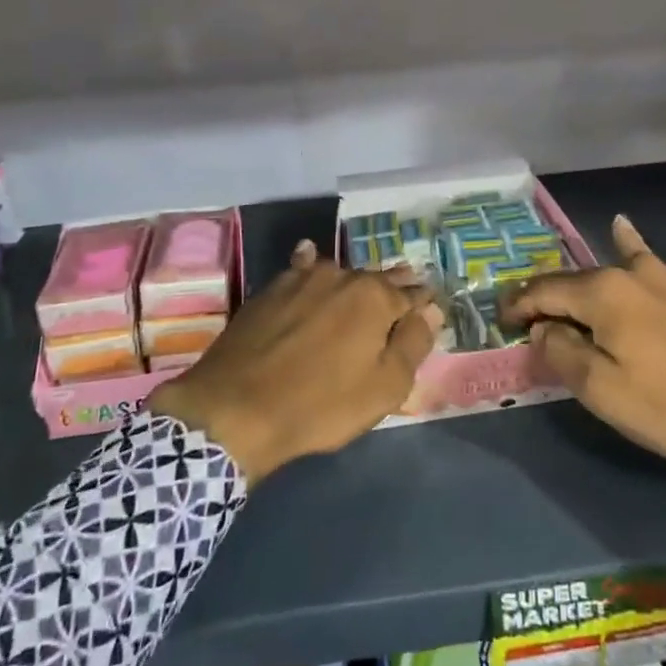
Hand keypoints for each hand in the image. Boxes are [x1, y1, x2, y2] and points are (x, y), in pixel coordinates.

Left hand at [151, 241, 438, 483]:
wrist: (234, 409)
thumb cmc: (319, 405)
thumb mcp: (383, 387)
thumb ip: (413, 344)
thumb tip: (431, 310)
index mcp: (375, 298)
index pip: (412, 294)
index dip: (423, 302)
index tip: (431, 305)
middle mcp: (342, 276)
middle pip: (377, 279)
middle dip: (394, 285)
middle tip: (406, 288)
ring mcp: (302, 278)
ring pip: (340, 273)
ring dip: (356, 279)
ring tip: (365, 283)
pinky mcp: (270, 289)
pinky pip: (300, 269)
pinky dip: (310, 264)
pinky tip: (309, 256)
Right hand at [505, 216, 665, 500]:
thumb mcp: (603, 391)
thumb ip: (561, 353)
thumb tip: (541, 329)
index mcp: (603, 293)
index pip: (543, 291)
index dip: (517, 305)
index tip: (500, 322)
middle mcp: (629, 273)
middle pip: (573, 280)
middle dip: (546, 299)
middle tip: (527, 322)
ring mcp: (663, 276)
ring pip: (606, 271)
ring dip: (579, 284)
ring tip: (562, 294)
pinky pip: (645, 260)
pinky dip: (627, 245)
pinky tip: (623, 229)